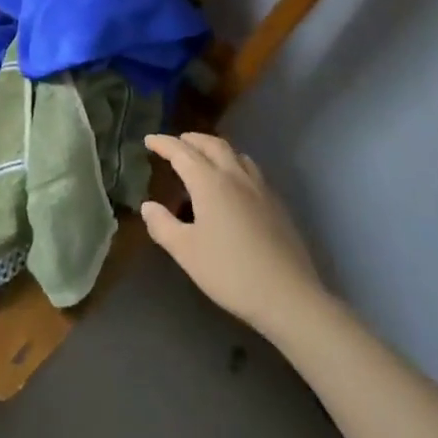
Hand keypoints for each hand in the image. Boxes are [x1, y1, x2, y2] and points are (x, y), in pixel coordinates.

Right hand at [142, 133, 328, 340]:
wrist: (289, 297)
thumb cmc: (231, 272)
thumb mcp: (186, 252)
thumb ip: (162, 225)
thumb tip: (148, 206)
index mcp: (209, 182)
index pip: (181, 152)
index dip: (163, 143)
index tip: (149, 139)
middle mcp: (235, 176)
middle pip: (211, 144)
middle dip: (190, 140)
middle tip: (175, 144)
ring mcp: (260, 189)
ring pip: (235, 154)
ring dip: (214, 148)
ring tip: (204, 158)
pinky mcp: (277, 205)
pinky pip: (251, 170)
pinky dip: (234, 164)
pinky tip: (234, 185)